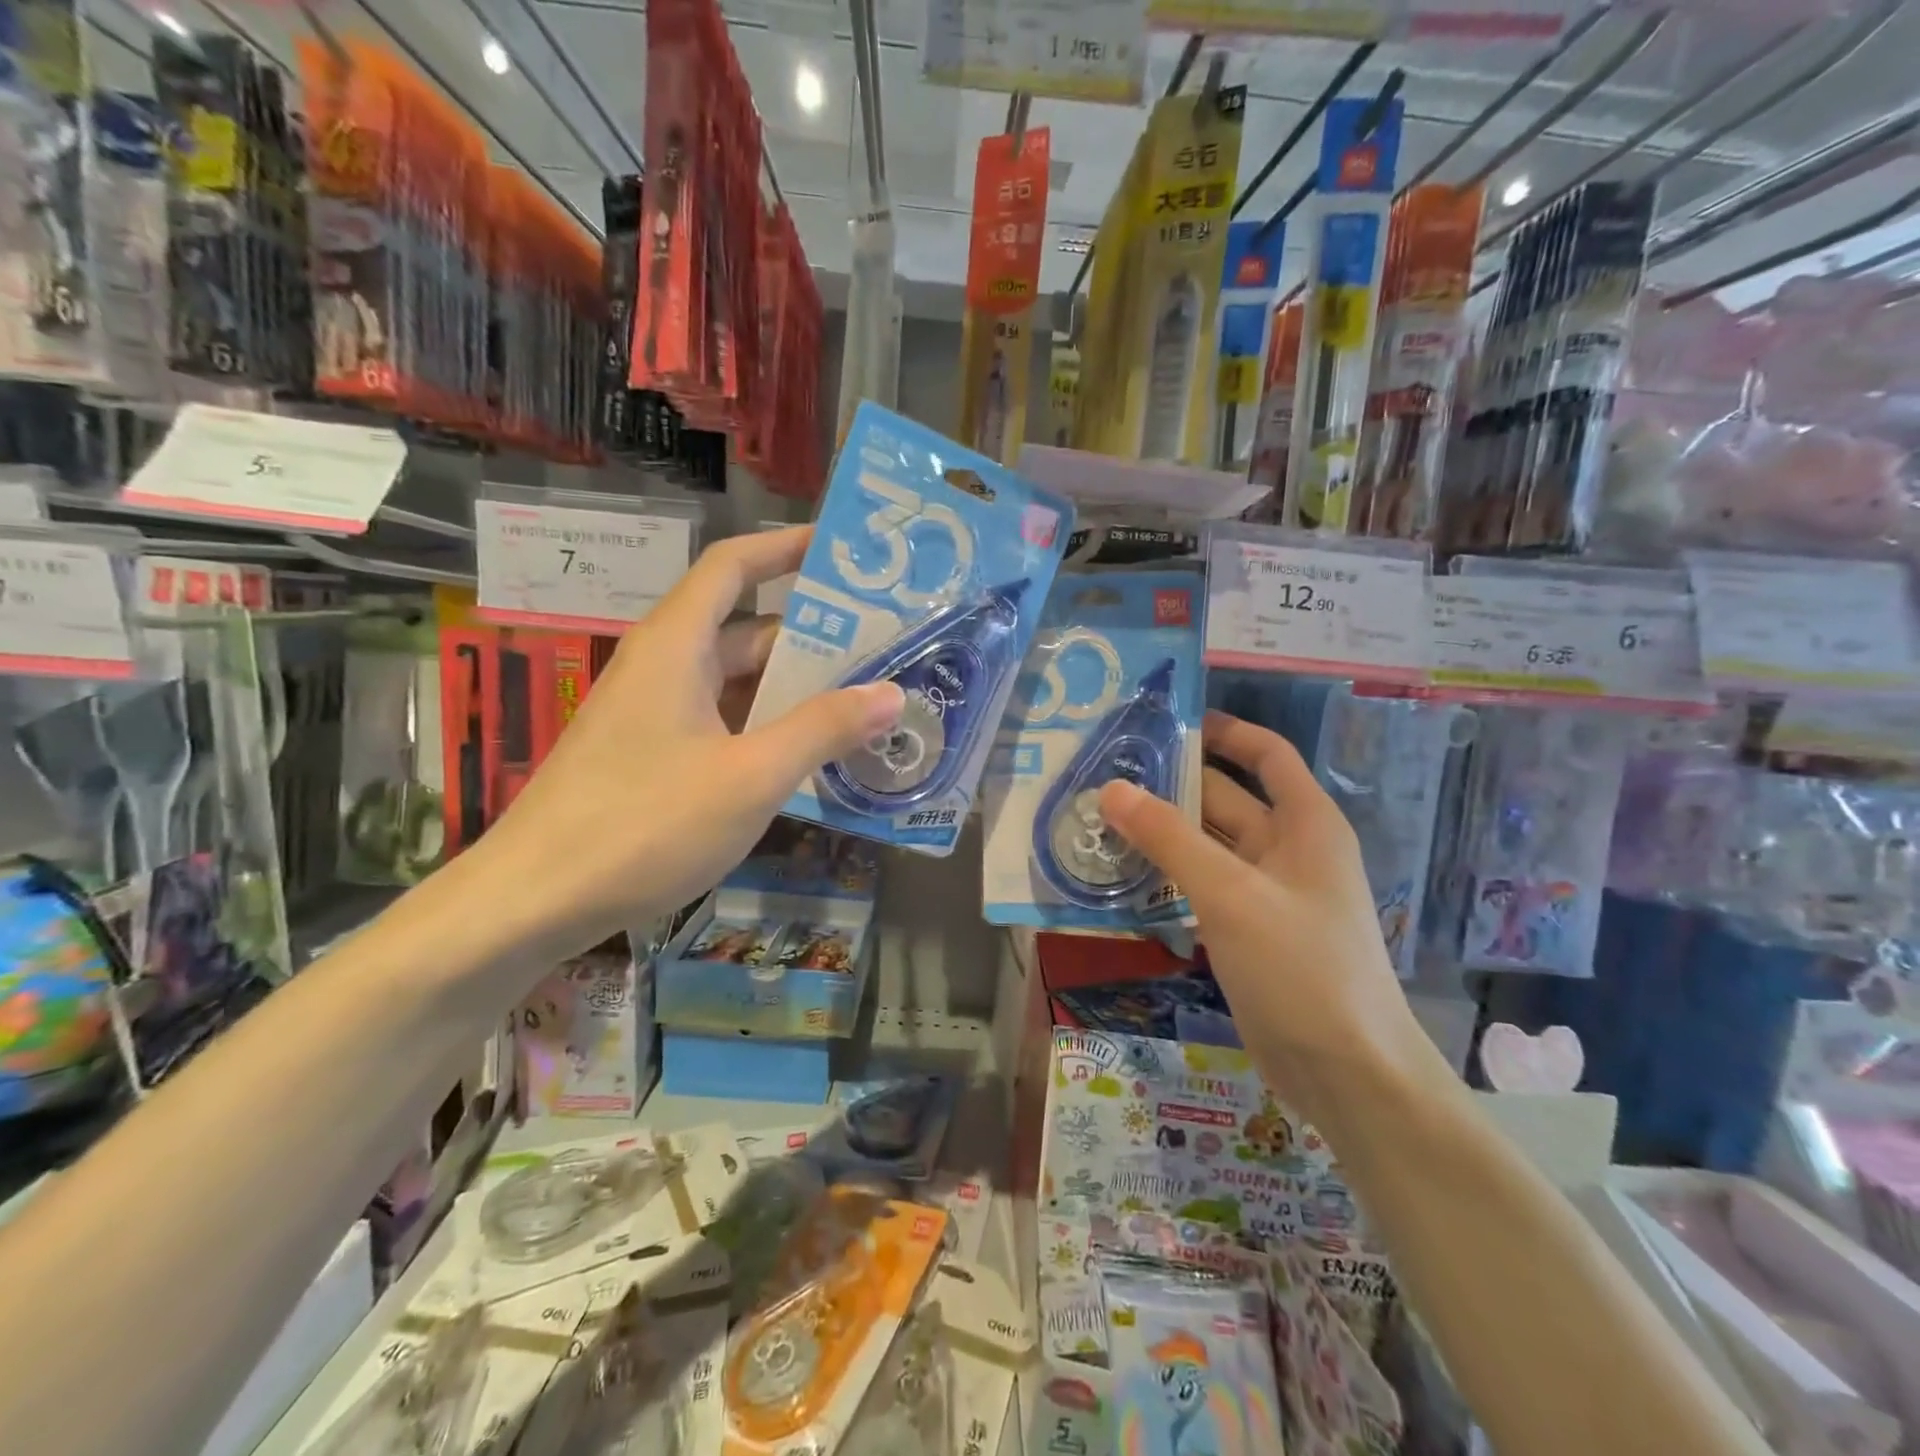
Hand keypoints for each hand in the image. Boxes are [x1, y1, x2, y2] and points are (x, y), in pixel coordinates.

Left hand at [480, 527, 903, 949]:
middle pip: (744, 629)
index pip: (732, 567)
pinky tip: (810, 755)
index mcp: (676, 647)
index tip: (840, 551)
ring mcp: (655, 716)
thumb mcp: (751, 776)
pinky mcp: (652, 757)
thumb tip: (892, 693)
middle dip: (812, 634)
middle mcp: (664, 668)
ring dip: (794, 689)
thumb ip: (823, 729)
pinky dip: (767, 728)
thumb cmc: (645, 824)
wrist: (534, 901)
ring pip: (736, 683)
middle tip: (882, 644)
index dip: (784, 548)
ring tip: (864, 699)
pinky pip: (722, 723)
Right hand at [1098, 712, 1431, 1123]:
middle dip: (1172, 786)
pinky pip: (1203, 887)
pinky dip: (1169, 877)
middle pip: (1226, 799)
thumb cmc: (1301, 967)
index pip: (1266, 754)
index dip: (1223, 731)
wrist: (1347, 1073)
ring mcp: (1268, 893)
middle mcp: (1288, 849)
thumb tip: (1111, 789)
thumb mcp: (1230, 894)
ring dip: (1163, 834)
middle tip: (1105, 774)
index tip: (1165, 722)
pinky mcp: (1249, 931)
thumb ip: (1169, 839)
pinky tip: (1124, 876)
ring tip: (1100, 820)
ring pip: (1209, 846)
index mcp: (1305, 823)